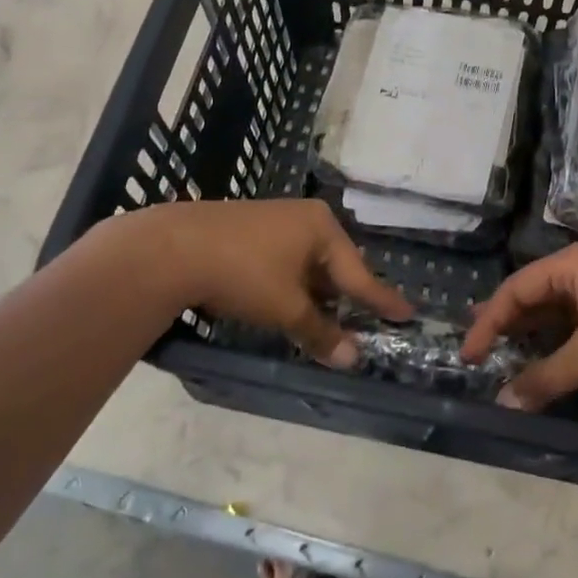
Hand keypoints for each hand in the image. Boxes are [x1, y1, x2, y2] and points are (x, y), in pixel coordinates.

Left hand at [140, 199, 411, 364]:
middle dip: (344, 297)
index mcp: (322, 228)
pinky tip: (284, 301)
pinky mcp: (249, 229)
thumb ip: (321, 333)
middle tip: (362, 321)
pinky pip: (286, 260)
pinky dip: (292, 284)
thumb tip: (354, 360)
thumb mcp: (286, 308)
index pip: (360, 273)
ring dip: (315, 293)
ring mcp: (275, 219)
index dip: (382, 300)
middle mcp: (304, 217)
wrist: (170, 247)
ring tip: (323, 318)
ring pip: (308, 264)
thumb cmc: (242, 273)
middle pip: (334, 266)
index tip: (407, 313)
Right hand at [460, 245, 577, 410]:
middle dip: (505, 319)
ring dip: (529, 328)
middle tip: (477, 343)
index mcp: (568, 266)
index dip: (488, 322)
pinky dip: (554, 334)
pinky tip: (546, 351)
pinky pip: (573, 315)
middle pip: (531, 292)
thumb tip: (504, 402)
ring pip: (553, 305)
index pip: (513, 290)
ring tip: (503, 346)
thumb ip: (545, 378)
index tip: (469, 354)